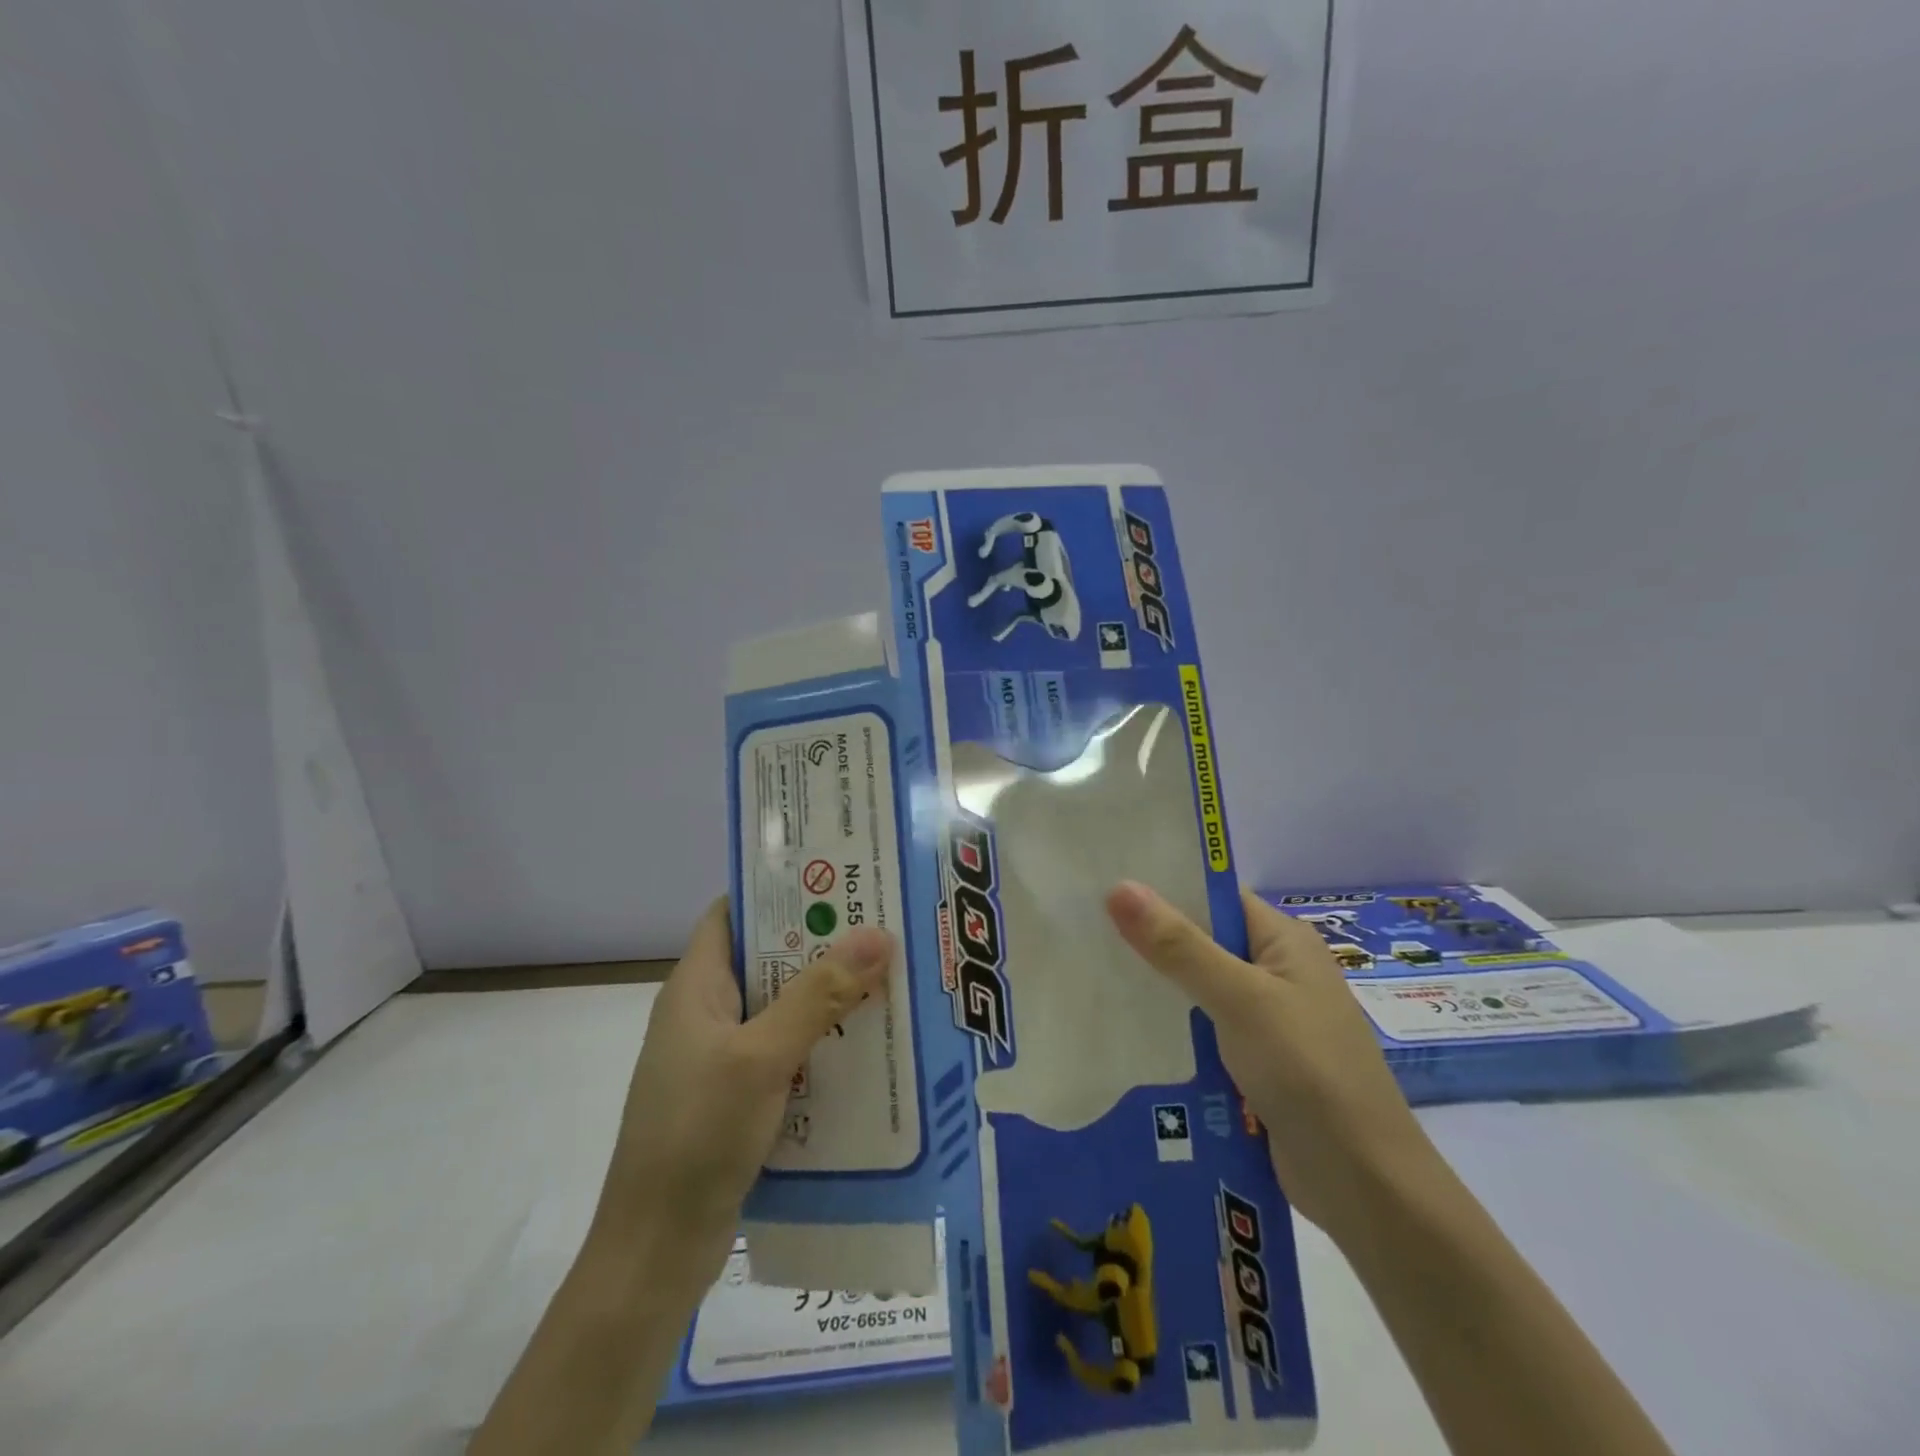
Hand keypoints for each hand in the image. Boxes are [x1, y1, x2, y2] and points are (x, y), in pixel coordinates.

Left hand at [592, 898, 894, 1289]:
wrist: (654, 1252)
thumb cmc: (697, 1135)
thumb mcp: (762, 1056)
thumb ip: (820, 994)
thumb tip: (878, 933)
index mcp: (696, 987)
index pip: (733, 913)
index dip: (780, 890)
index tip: (838, 878)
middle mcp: (706, 1014)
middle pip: (767, 959)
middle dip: (821, 942)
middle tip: (882, 925)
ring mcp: (720, 1057)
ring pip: (781, 1007)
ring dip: (827, 994)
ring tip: (888, 976)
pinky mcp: (737, 1097)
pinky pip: (785, 1051)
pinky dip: (821, 1041)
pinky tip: (867, 1045)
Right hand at [1107, 882, 1435, 1233]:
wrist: (1364, 1185)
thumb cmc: (1308, 1071)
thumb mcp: (1240, 999)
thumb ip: (1178, 945)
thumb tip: (1118, 885)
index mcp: (1284, 941)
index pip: (1214, 897)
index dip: (1163, 887)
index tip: (1103, 884)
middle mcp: (1277, 972)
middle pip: (1202, 943)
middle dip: (1149, 941)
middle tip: (1081, 931)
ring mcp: (1267, 1021)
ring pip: (1197, 991)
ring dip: (1155, 989)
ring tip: (1087, 975)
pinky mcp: (1255, 1063)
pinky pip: (1203, 1032)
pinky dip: (1170, 1030)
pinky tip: (1122, 1030)